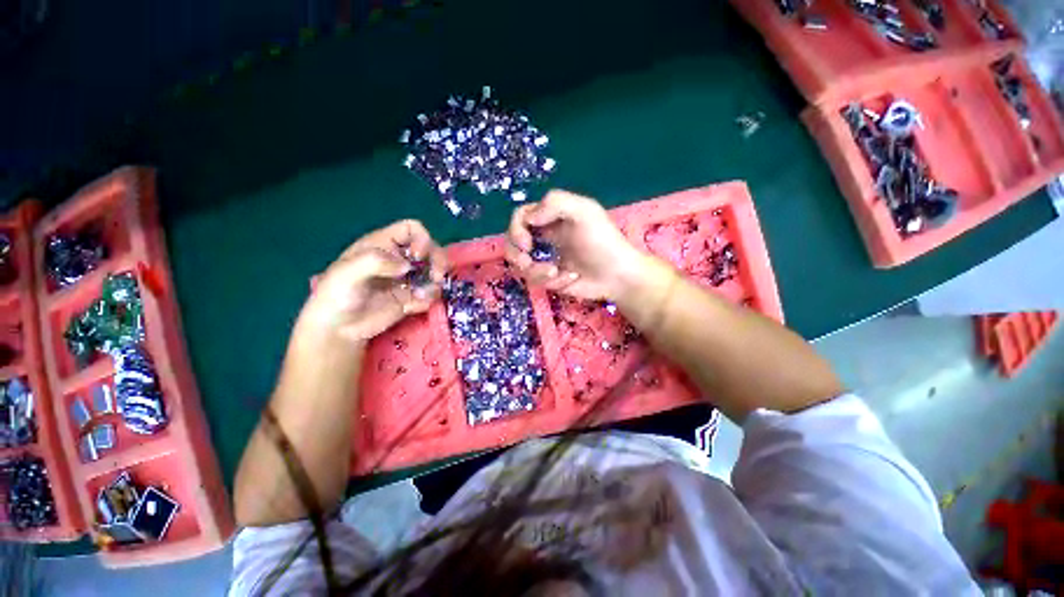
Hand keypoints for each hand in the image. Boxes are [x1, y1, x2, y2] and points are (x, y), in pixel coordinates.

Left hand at [299, 220, 447, 342]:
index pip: (412, 229)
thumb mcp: (347, 272)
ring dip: (436, 282)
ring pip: (435, 271)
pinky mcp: (411, 298)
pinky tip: (416, 306)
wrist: (337, 328)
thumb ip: (375, 262)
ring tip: (423, 295)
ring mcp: (407, 279)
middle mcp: (399, 259)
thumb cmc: (336, 295)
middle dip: (438, 261)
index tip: (418, 257)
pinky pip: (431, 294)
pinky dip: (430, 299)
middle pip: (431, 249)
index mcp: (383, 245)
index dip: (421, 239)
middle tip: (437, 277)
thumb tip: (407, 266)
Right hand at [506, 190, 642, 299]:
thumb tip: (529, 218)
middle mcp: (544, 237)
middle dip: (517, 255)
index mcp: (550, 217)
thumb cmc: (603, 241)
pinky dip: (553, 281)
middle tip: (528, 262)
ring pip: (520, 265)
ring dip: (536, 271)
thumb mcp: (585, 212)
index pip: (520, 218)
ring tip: (556, 274)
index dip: (515, 230)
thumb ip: (556, 203)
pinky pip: (536, 281)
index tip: (527, 243)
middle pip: (512, 243)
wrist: (618, 275)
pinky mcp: (549, 278)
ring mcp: (545, 258)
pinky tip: (571, 278)